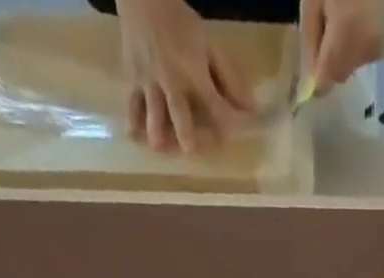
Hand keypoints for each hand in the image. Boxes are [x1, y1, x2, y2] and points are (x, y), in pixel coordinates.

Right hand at [119, 0, 253, 152]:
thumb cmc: (181, 22)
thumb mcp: (210, 44)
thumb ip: (229, 78)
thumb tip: (251, 109)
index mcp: (194, 72)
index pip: (214, 105)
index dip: (225, 123)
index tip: (232, 138)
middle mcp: (171, 81)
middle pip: (179, 112)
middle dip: (185, 132)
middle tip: (190, 149)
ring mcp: (150, 81)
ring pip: (152, 111)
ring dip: (157, 131)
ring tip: (160, 148)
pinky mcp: (133, 79)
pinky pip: (132, 103)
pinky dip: (133, 120)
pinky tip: (135, 136)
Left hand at [300, 0, 383, 93]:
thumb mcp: (313, 0)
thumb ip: (311, 40)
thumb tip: (310, 78)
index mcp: (346, 36)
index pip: (326, 81)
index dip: (316, 82)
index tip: (308, 75)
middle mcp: (365, 50)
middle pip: (339, 75)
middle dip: (329, 63)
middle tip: (324, 28)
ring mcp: (379, 48)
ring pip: (352, 66)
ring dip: (343, 54)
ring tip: (342, 18)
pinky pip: (364, 55)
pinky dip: (357, 45)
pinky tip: (356, 20)